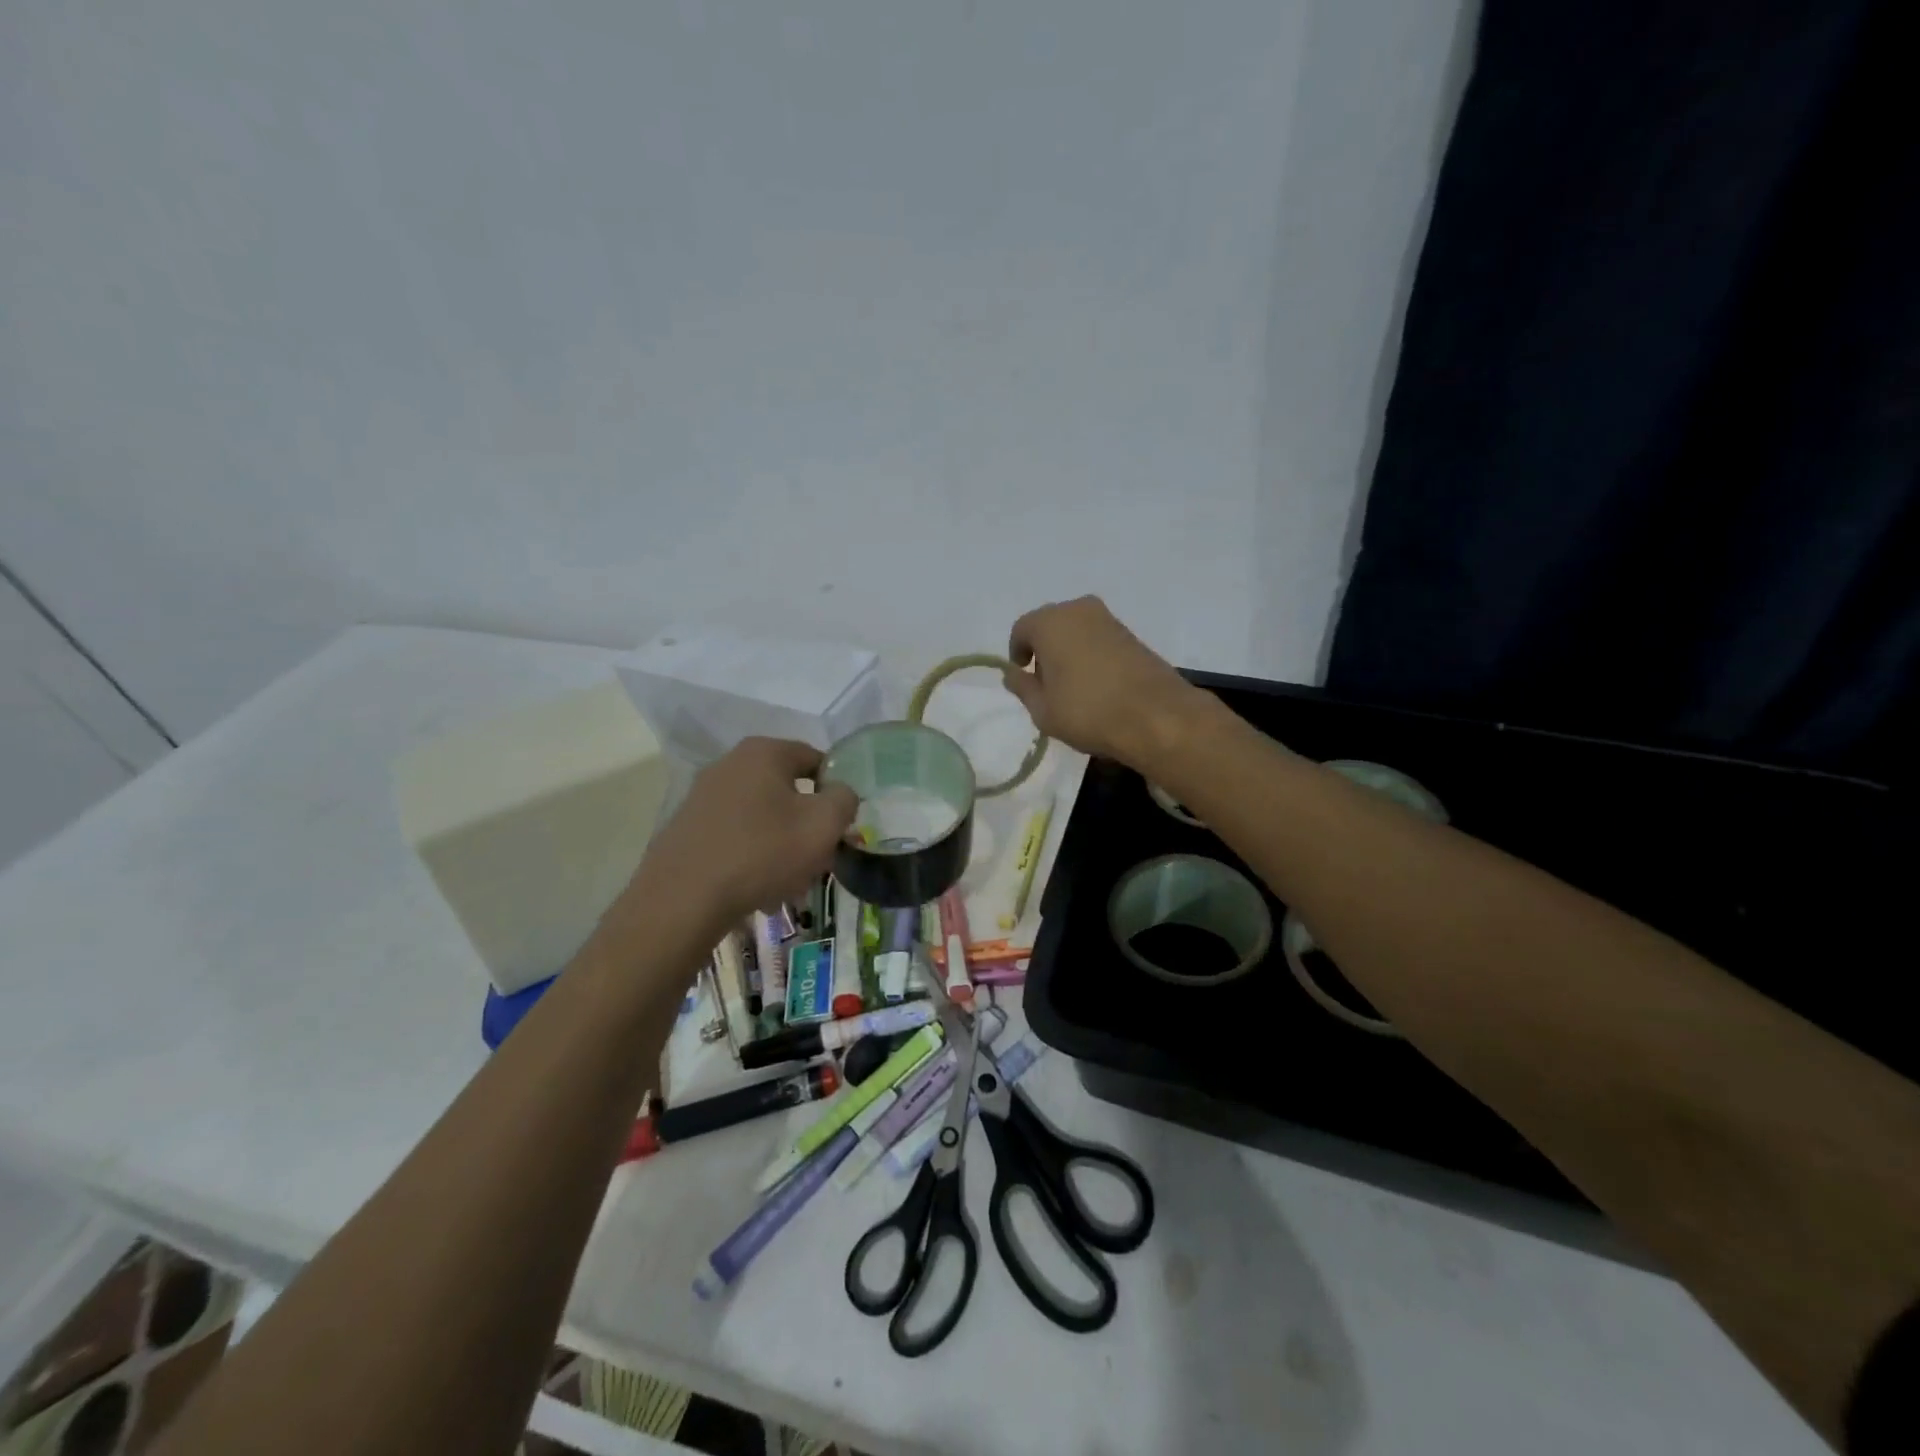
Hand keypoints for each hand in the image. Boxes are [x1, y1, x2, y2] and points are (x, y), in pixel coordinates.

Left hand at [603, 738, 857, 945]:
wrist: (683, 899)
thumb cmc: (763, 852)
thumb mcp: (823, 824)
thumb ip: (844, 799)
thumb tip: (839, 794)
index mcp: (764, 752)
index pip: (816, 759)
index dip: (835, 791)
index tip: (840, 826)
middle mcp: (730, 763)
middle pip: (788, 790)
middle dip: (807, 823)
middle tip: (818, 858)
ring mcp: (703, 795)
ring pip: (763, 817)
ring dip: (782, 844)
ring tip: (789, 882)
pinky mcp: (687, 827)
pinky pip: (735, 836)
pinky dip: (752, 856)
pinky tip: (757, 890)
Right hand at [1003, 597, 1206, 769]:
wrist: (1156, 716)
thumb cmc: (1088, 711)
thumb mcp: (1043, 710)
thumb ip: (1022, 688)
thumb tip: (1013, 674)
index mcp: (1050, 622)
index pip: (1021, 629)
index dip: (1017, 653)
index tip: (1024, 678)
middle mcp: (1078, 610)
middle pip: (1050, 626)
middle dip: (1044, 651)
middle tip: (1047, 685)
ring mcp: (1109, 619)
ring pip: (1076, 631)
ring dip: (1068, 653)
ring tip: (1073, 689)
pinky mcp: (1132, 634)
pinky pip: (1098, 639)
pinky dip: (1091, 656)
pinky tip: (1098, 686)